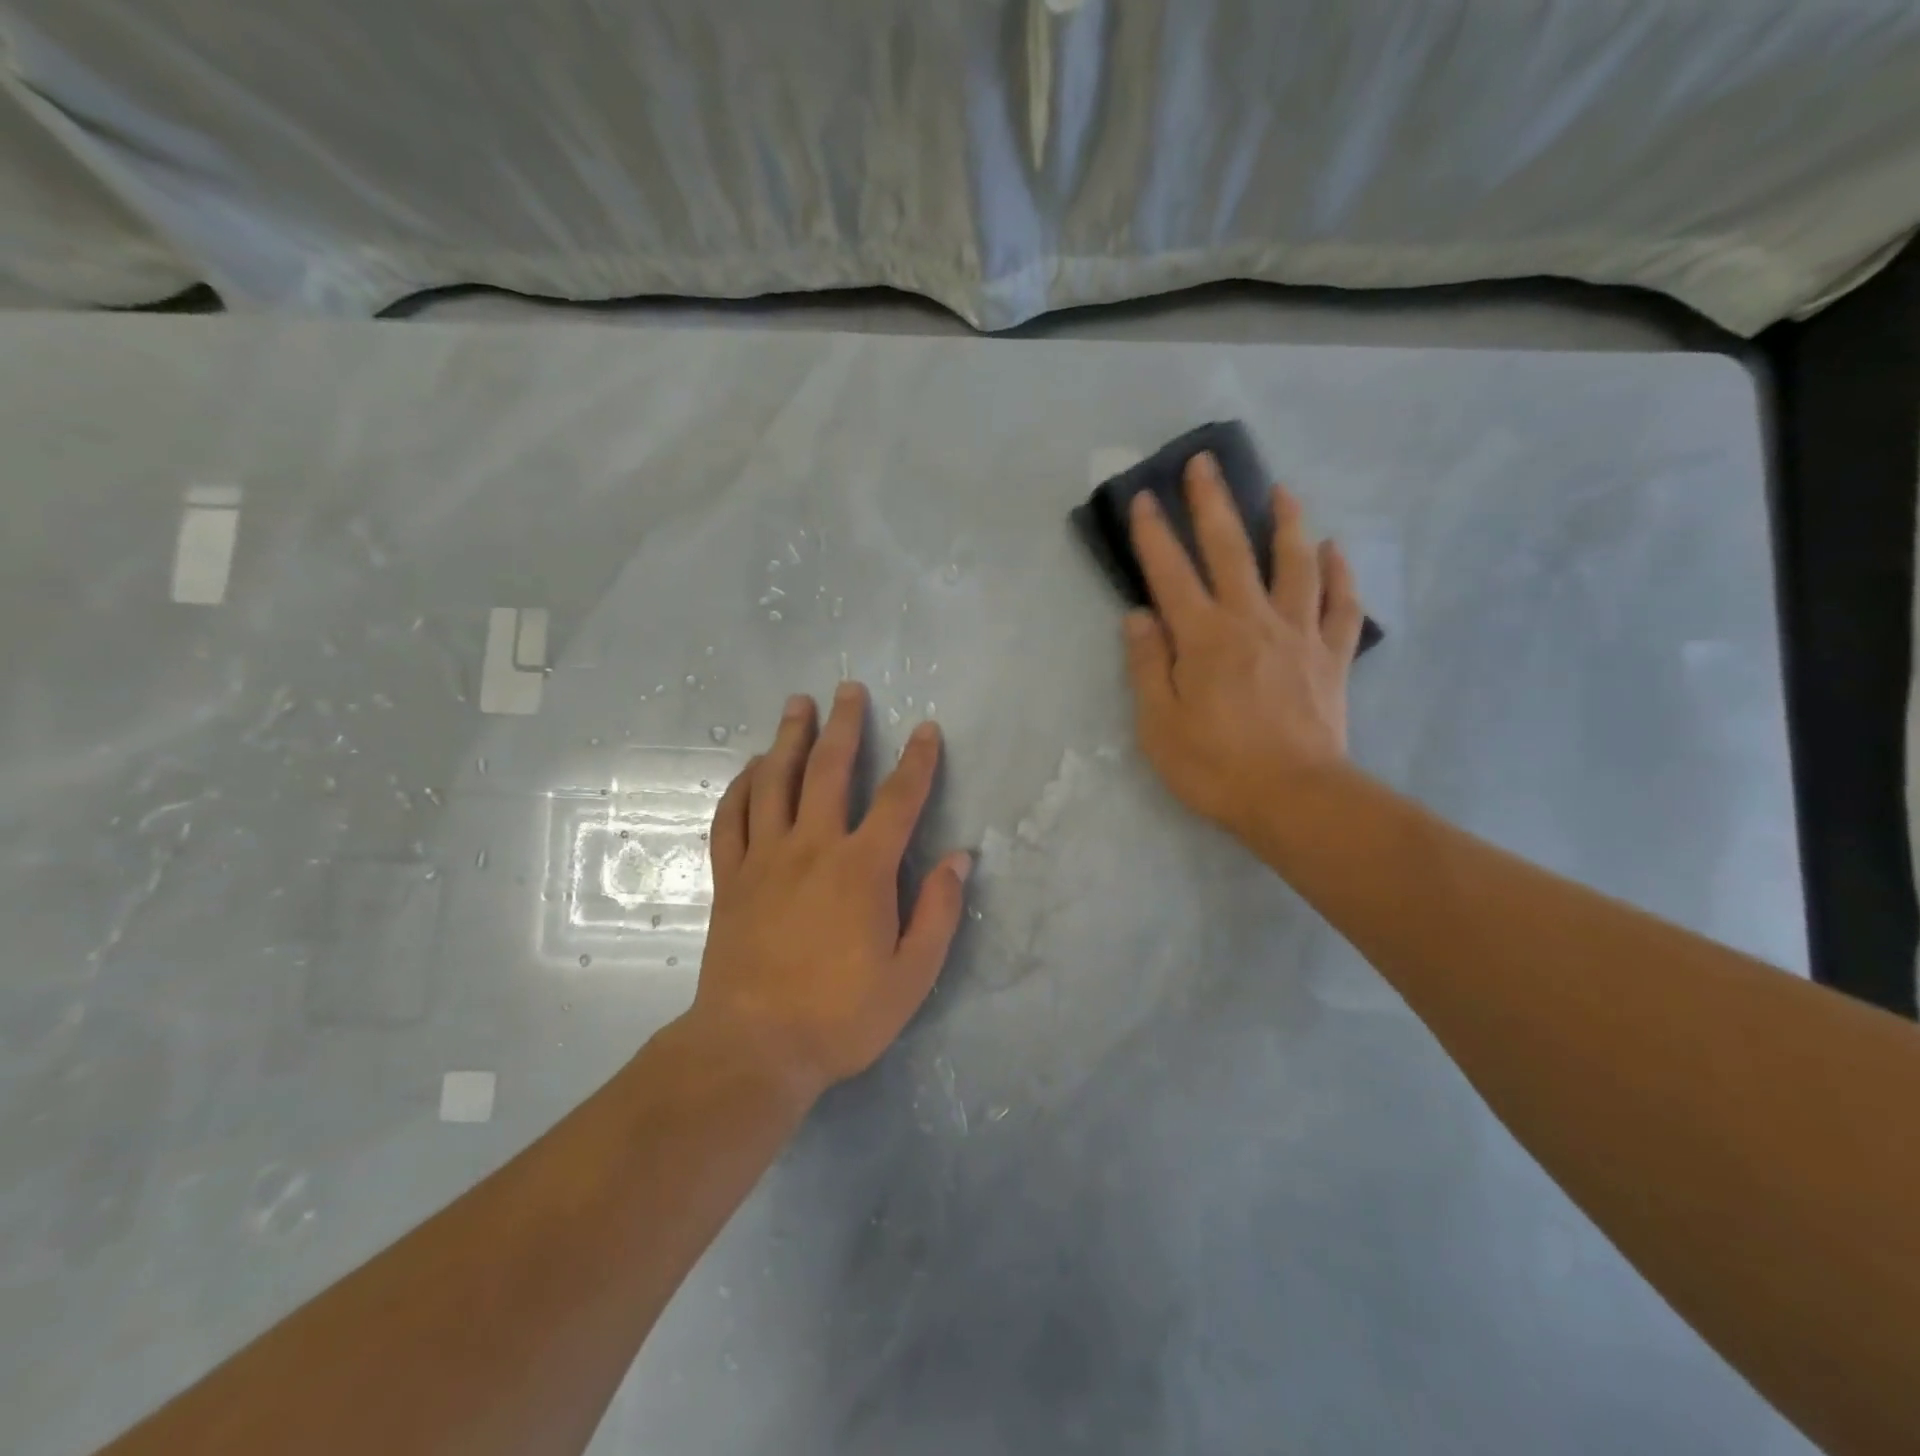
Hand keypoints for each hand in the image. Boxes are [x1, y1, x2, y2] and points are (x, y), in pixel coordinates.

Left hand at [690, 683, 971, 1100]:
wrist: (754, 1048)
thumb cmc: (841, 1015)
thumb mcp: (912, 975)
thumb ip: (939, 912)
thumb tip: (960, 858)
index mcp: (862, 868)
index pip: (899, 799)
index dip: (917, 760)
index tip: (925, 729)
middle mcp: (813, 847)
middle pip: (829, 769)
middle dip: (844, 725)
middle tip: (848, 688)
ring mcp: (765, 858)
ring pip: (775, 781)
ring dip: (788, 738)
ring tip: (796, 705)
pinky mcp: (731, 878)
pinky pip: (731, 818)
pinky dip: (741, 787)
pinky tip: (750, 769)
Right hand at [1122, 451, 1364, 846]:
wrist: (1293, 798)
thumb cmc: (1215, 766)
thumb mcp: (1159, 723)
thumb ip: (1149, 664)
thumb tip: (1138, 616)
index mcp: (1204, 637)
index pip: (1171, 573)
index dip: (1155, 534)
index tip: (1145, 498)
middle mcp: (1251, 621)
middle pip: (1231, 549)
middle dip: (1214, 503)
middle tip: (1205, 464)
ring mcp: (1298, 634)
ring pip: (1295, 563)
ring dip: (1286, 522)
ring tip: (1281, 491)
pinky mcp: (1331, 656)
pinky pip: (1341, 605)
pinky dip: (1340, 574)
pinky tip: (1335, 550)